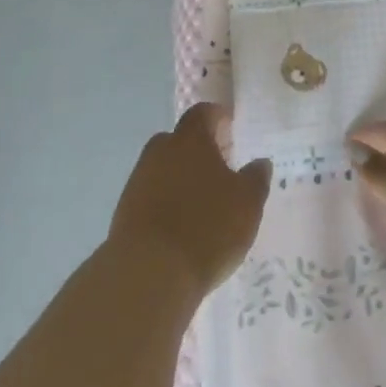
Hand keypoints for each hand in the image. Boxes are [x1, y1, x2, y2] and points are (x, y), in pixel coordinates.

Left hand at [109, 104, 272, 299]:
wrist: (148, 273)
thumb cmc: (207, 227)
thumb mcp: (247, 204)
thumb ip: (256, 178)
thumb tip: (260, 162)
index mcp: (190, 139)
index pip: (202, 113)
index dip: (217, 117)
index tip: (230, 127)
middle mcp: (160, 151)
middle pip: (180, 139)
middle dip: (198, 149)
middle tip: (220, 167)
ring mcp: (138, 180)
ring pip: (164, 168)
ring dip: (181, 177)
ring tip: (202, 201)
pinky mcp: (125, 211)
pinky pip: (151, 195)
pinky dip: (166, 202)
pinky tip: (181, 224)